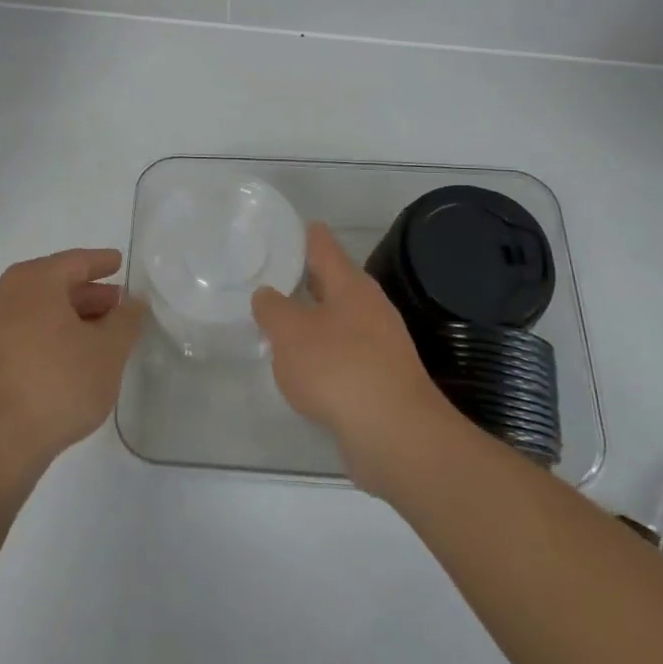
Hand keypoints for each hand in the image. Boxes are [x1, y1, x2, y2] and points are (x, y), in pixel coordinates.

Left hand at [0, 248, 145, 487]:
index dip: (101, 262)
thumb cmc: (57, 384)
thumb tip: (133, 302)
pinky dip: (50, 334)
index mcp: (34, 281)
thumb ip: (125, 321)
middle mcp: (4, 294)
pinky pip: (23, 331)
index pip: (75, 261)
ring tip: (100, 333)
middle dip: (88, 293)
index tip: (119, 262)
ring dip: (70, 316)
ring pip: (38, 310)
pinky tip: (71, 356)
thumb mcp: (107, 352)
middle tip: (117, 304)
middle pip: (54, 284)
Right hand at [252, 223, 458, 491]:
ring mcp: (381, 344)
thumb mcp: (290, 333)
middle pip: (334, 283)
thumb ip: (273, 309)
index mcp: (351, 285)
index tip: (284, 229)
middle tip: (271, 276)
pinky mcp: (382, 379)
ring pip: (339, 320)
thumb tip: (268, 295)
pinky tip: (303, 367)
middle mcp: (370, 307)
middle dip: (305, 279)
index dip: (304, 235)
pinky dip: (323, 353)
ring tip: (279, 322)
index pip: (324, 246)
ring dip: (313, 319)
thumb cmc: (338, 369)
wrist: (394, 434)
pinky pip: (345, 354)